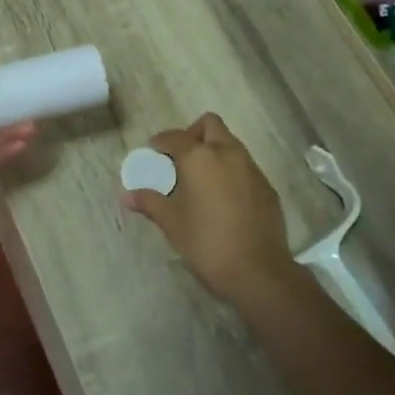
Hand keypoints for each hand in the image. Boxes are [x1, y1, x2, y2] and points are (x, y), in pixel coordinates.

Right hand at [120, 113, 294, 301]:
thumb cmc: (205, 241)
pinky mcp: (267, 186)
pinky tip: (224, 198)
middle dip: (193, 134)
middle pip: (210, 125)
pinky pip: (245, 166)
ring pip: (231, 144)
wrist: (256, 269)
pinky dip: (231, 171)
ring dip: (214, 151)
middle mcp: (228, 153)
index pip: (175, 137)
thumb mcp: (172, 222)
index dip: (161, 141)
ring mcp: (252, 168)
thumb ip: (149, 202)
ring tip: (201, 179)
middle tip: (181, 157)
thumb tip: (127, 195)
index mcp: (200, 157)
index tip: (154, 151)